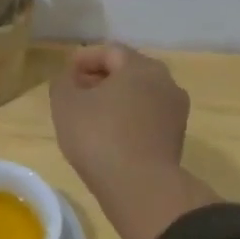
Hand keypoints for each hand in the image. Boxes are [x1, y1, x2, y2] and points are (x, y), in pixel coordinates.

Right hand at [50, 45, 213, 238]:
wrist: (140, 186)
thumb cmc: (99, 136)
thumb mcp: (66, 104)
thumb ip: (63, 83)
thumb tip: (71, 79)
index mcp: (140, 67)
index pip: (110, 52)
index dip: (85, 59)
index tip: (66, 73)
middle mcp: (165, 83)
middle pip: (129, 72)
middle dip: (101, 79)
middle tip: (76, 93)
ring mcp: (175, 112)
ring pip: (140, 96)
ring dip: (116, 101)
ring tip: (91, 117)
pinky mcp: (176, 139)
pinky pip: (147, 119)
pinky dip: (128, 120)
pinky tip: (110, 137)